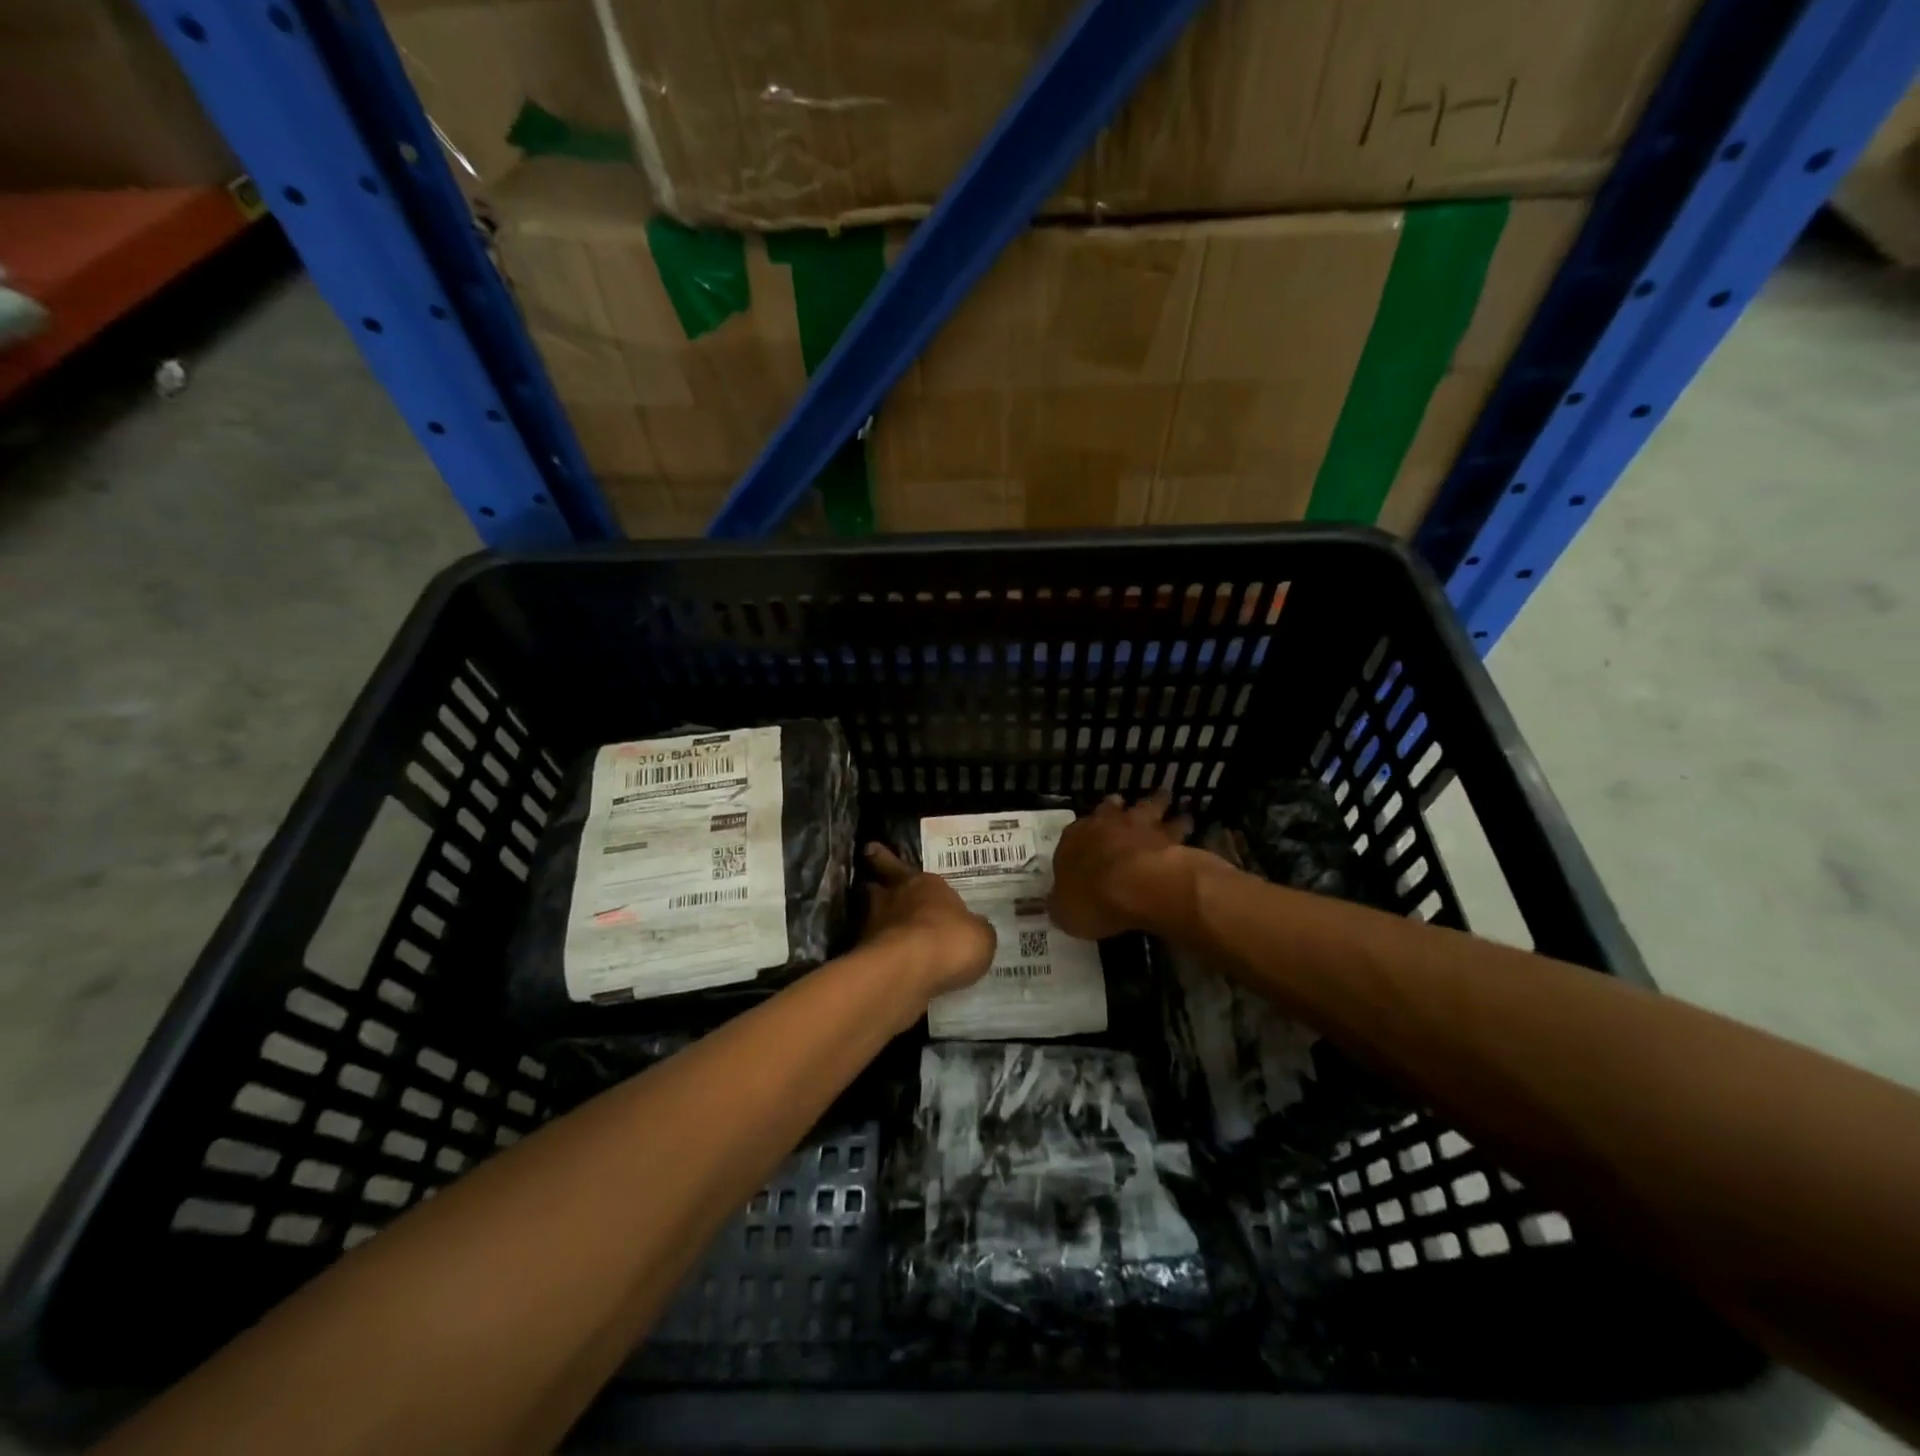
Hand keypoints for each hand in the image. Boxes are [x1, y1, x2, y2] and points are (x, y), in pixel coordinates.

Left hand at [860, 844, 996, 999]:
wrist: (910, 970)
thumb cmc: (950, 940)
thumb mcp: (980, 935)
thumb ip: (975, 928)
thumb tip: (974, 928)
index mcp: (925, 884)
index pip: (901, 866)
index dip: (887, 860)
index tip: (872, 851)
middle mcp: (896, 898)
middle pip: (878, 885)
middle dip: (877, 884)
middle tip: (872, 884)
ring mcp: (875, 925)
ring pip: (871, 915)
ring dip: (876, 920)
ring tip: (883, 930)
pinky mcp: (865, 954)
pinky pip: (872, 949)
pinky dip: (877, 953)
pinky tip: (888, 965)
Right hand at [1049, 788, 1197, 939]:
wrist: (1141, 887)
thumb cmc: (1094, 899)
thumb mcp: (1064, 912)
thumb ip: (1062, 903)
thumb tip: (1059, 903)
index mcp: (1075, 839)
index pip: (1074, 831)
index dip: (1081, 834)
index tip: (1087, 837)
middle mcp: (1108, 824)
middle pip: (1112, 807)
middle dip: (1119, 808)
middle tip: (1128, 810)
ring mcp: (1143, 826)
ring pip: (1151, 806)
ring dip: (1158, 807)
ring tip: (1162, 811)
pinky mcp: (1174, 836)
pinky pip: (1179, 826)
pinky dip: (1183, 825)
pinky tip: (1188, 826)